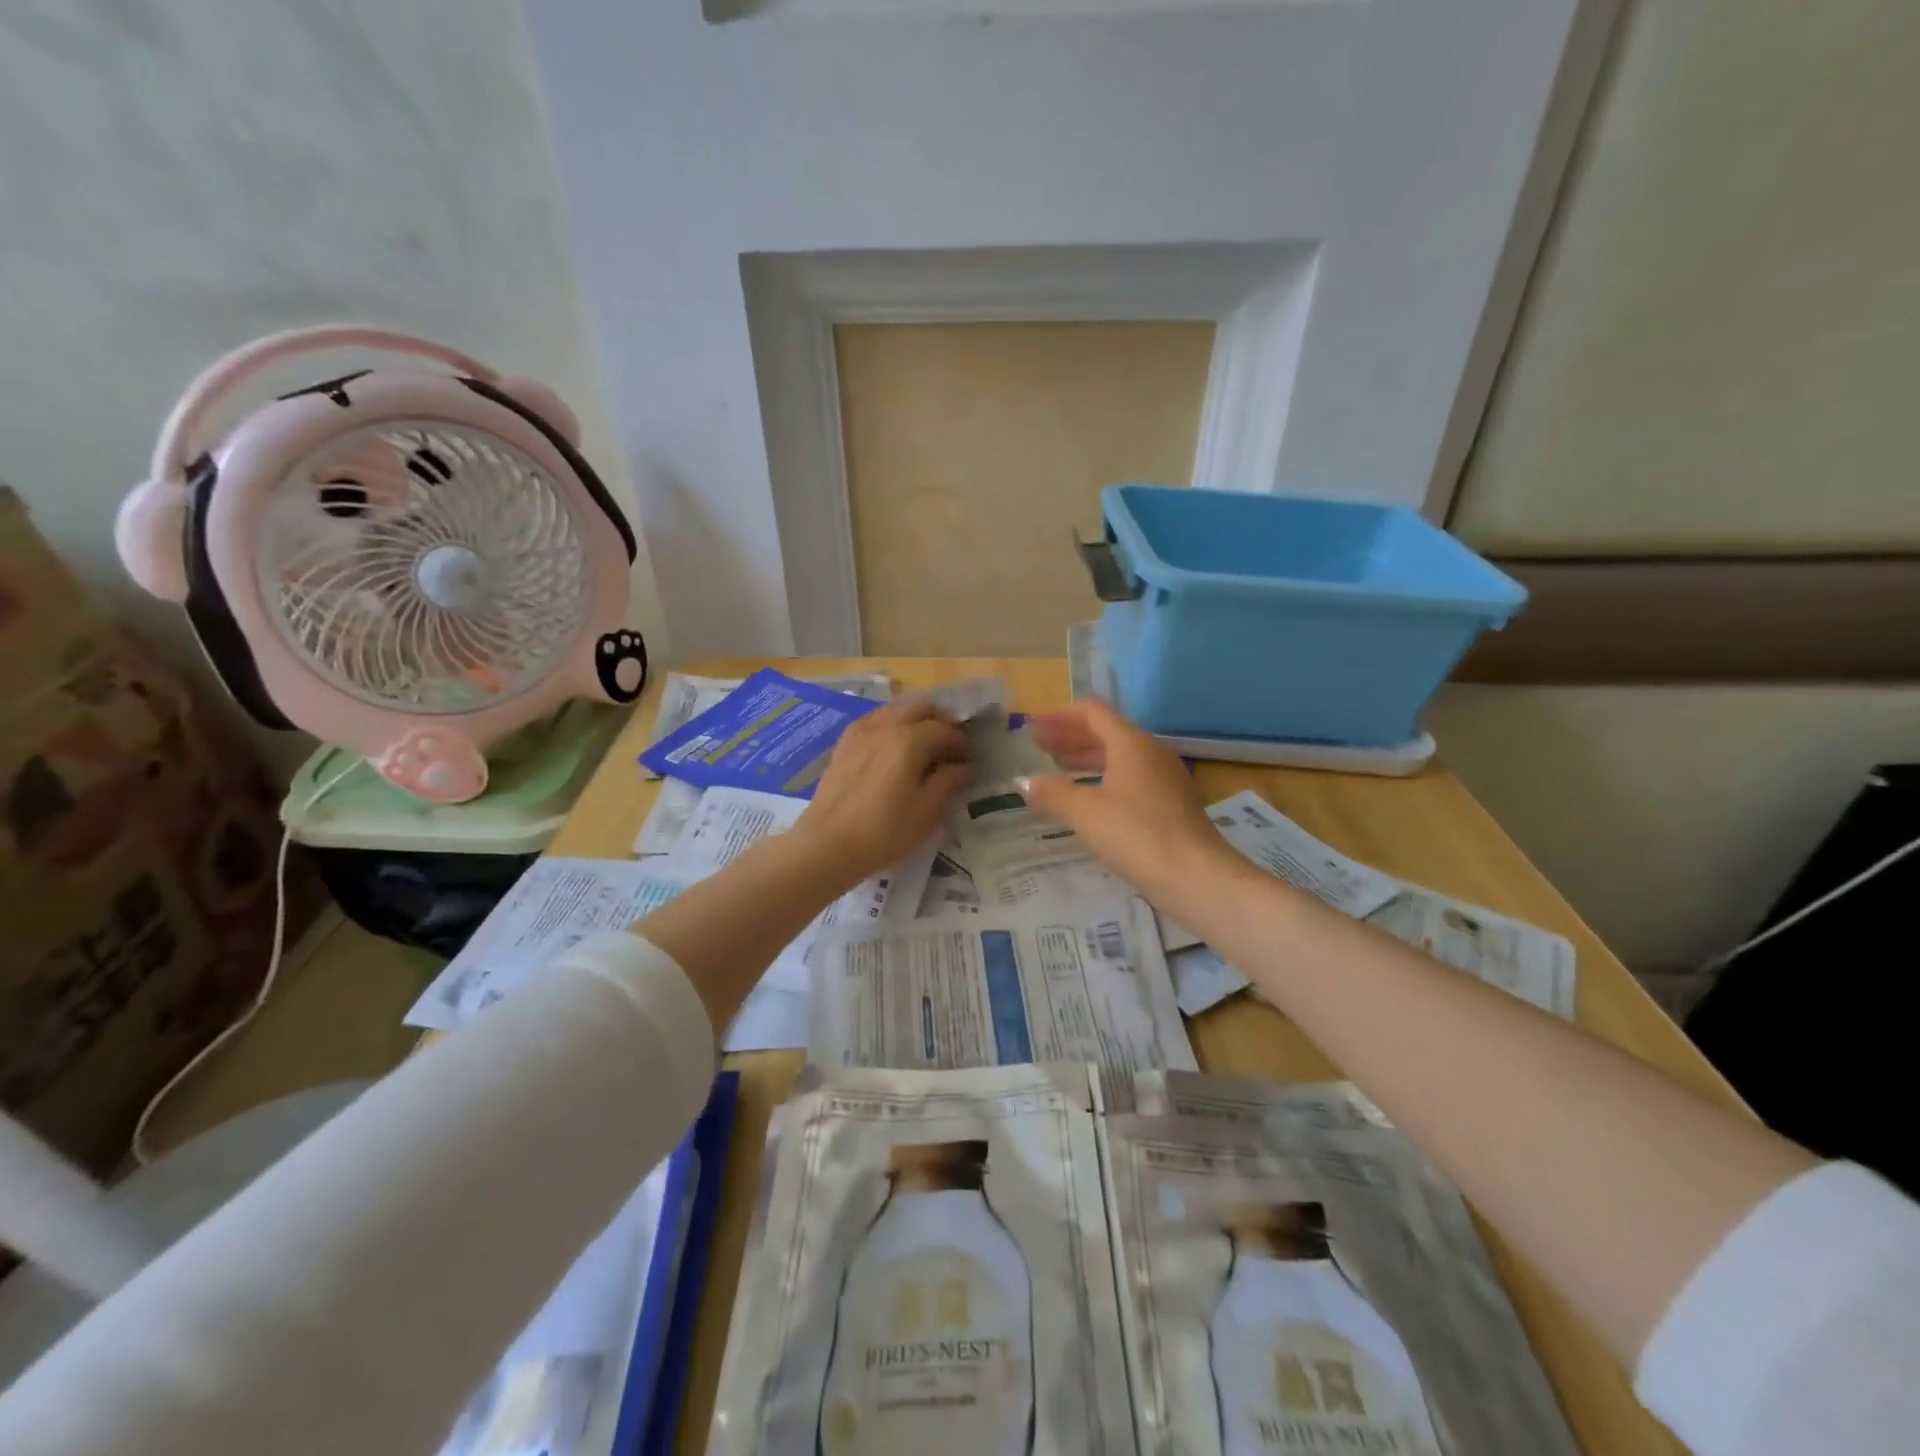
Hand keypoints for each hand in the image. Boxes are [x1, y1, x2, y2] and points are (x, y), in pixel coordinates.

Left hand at [794, 700, 971, 888]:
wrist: (826, 845)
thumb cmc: (883, 832)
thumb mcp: (926, 811)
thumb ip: (948, 782)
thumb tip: (964, 766)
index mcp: (909, 739)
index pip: (945, 729)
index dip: (961, 742)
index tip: (970, 758)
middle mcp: (885, 725)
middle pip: (920, 707)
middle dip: (940, 720)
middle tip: (950, 744)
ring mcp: (860, 730)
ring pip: (896, 710)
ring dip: (916, 720)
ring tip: (925, 747)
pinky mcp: (844, 743)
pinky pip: (876, 721)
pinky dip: (893, 726)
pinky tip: (896, 751)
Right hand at [1020, 700, 1233, 900]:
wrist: (1197, 878)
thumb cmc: (1137, 834)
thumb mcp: (1085, 812)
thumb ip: (1052, 793)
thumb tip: (1024, 781)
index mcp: (1132, 744)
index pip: (1093, 712)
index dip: (1059, 715)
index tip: (1032, 725)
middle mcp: (1151, 753)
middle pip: (1106, 732)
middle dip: (1069, 736)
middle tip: (1038, 745)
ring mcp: (1165, 779)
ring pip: (1119, 758)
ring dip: (1085, 758)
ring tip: (1057, 770)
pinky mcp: (1171, 805)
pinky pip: (1130, 779)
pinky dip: (1103, 779)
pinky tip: (1088, 800)